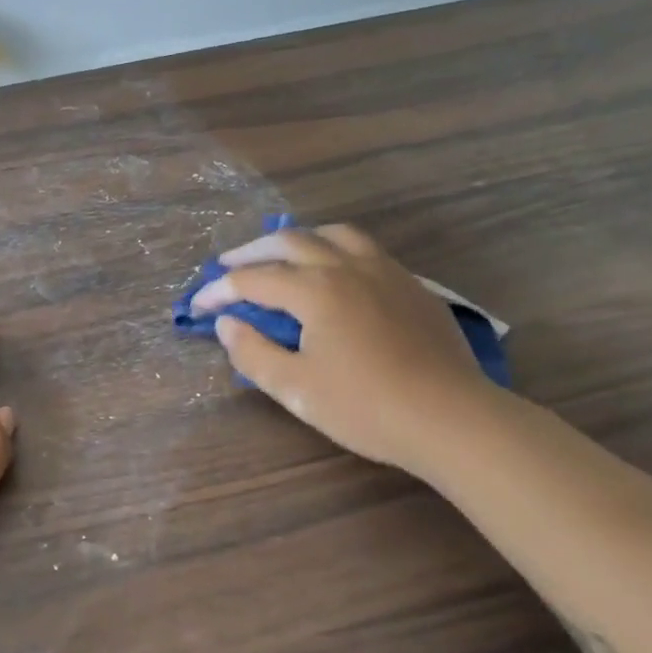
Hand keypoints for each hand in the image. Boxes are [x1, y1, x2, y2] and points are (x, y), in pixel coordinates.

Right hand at [191, 225, 494, 473]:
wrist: (451, 418)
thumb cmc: (366, 406)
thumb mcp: (296, 389)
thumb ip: (253, 353)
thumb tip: (227, 324)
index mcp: (315, 290)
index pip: (253, 280)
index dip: (219, 291)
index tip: (199, 306)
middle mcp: (347, 267)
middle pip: (290, 241)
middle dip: (252, 252)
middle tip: (229, 266)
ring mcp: (385, 271)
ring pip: (334, 234)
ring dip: (298, 239)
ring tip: (282, 254)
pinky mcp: (412, 285)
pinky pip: (365, 250)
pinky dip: (335, 249)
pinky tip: (336, 273)